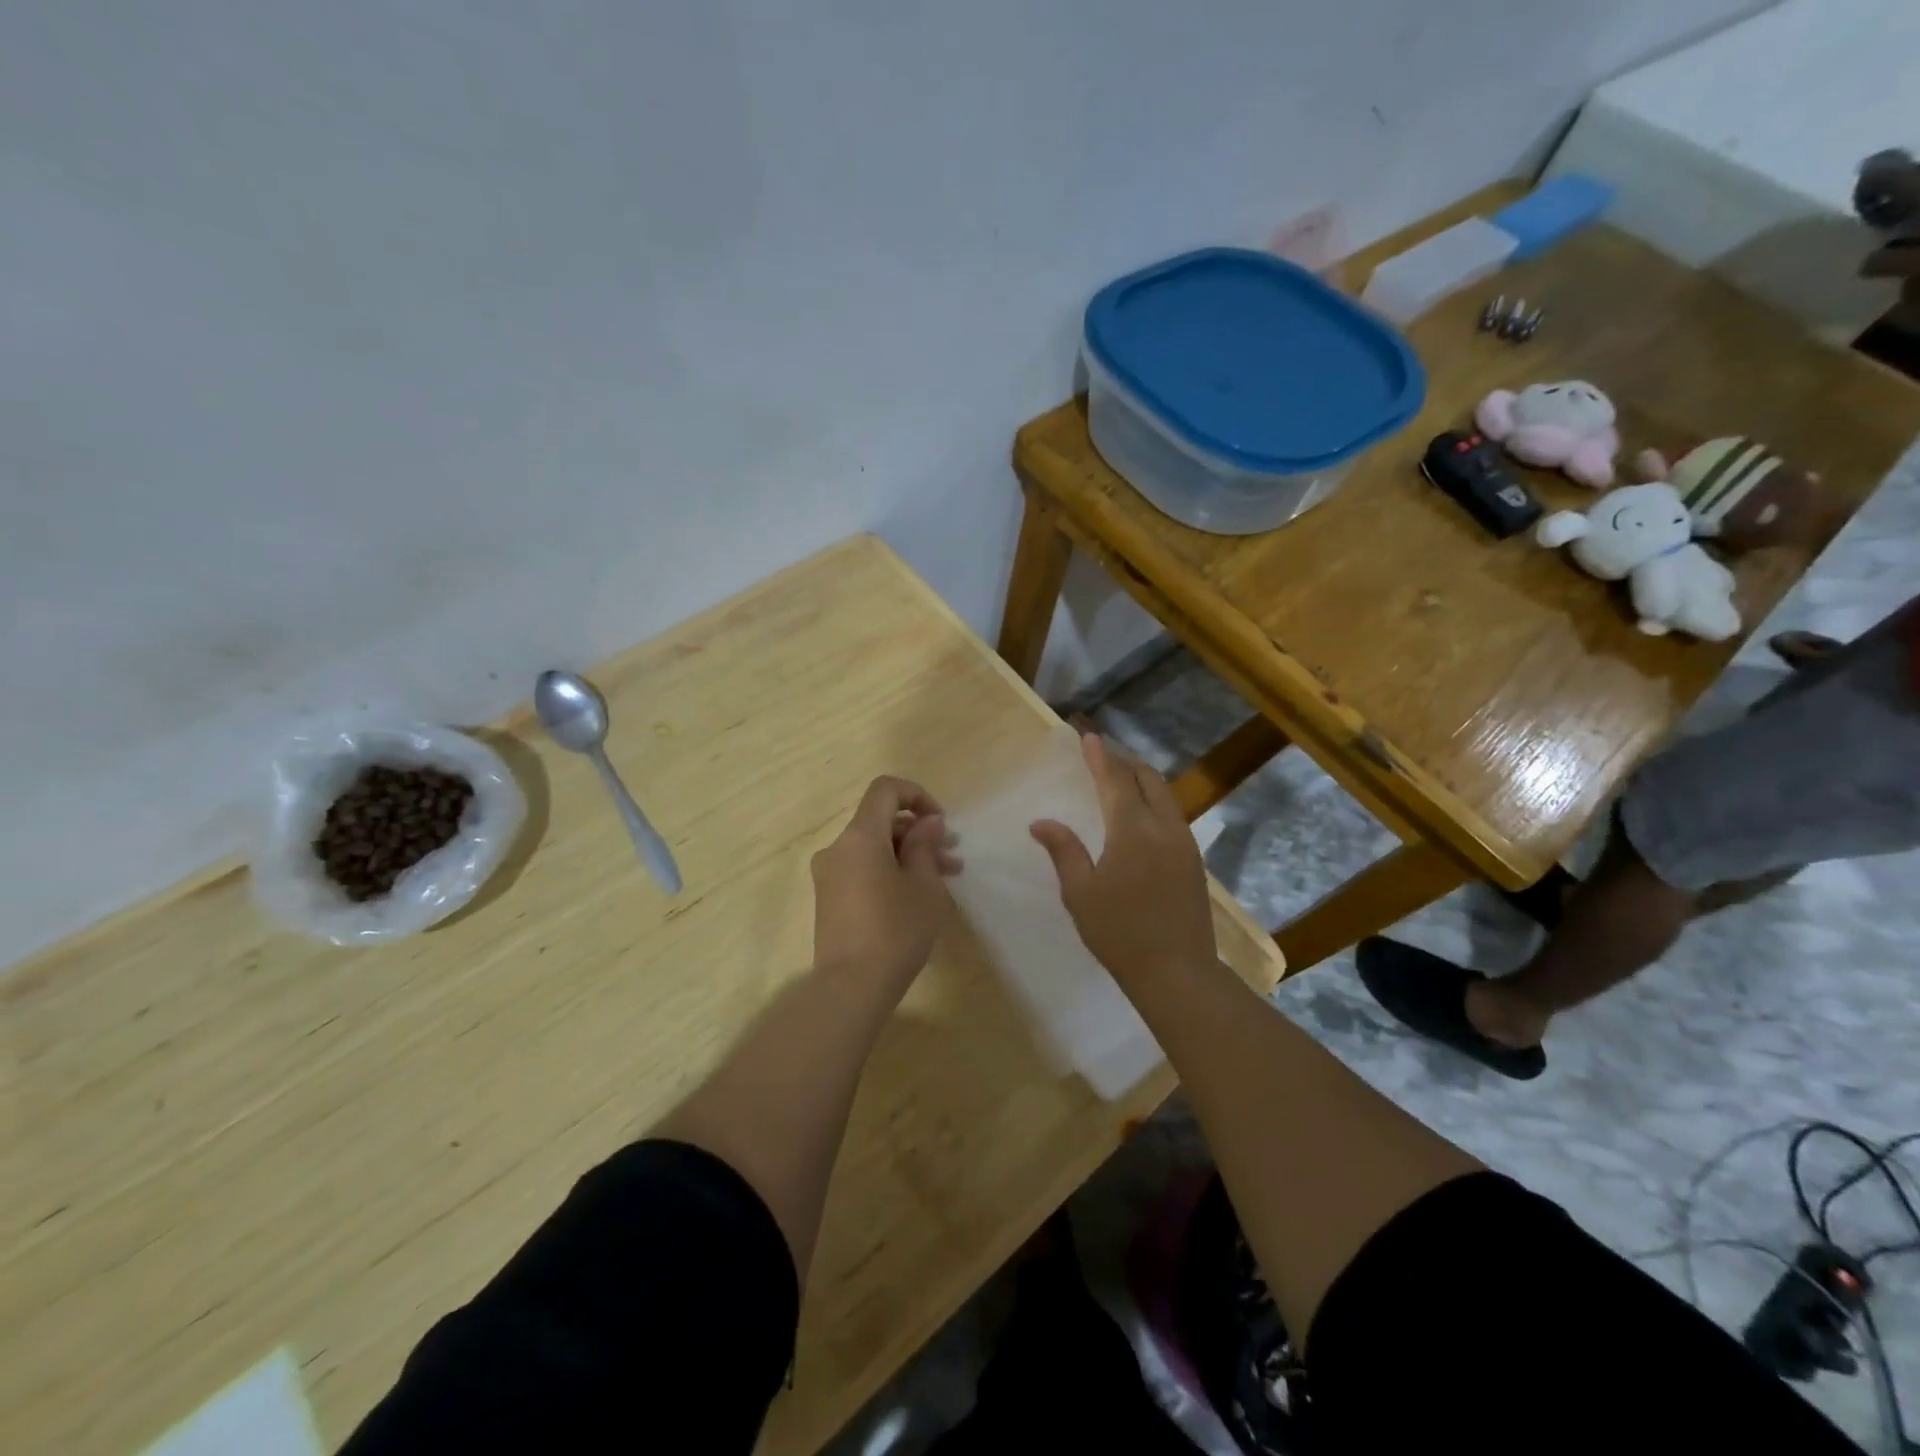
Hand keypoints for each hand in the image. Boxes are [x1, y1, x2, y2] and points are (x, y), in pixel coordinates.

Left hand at [811, 776, 960, 994]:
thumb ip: (925, 845)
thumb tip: (927, 822)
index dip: (917, 795)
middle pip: (881, 821)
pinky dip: (890, 871)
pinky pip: (863, 869)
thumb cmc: (895, 930)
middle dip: (919, 832)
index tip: (940, 823)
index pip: (885, 790)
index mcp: (860, 836)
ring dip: (909, 854)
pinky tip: (918, 895)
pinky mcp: (829, 898)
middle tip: (951, 854)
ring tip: (945, 876)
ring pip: (874, 848)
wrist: (851, 987)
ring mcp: (830, 874)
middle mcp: (838, 847)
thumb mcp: (924, 885)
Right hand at [1030, 734, 1215, 984]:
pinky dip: (1154, 801)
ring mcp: (1185, 843)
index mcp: (1133, 831)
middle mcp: (1164, 827)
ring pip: (1165, 796)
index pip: (1115, 780)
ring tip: (1120, 777)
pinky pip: (1172, 815)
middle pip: (1147, 779)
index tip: (1088, 736)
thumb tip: (1041, 822)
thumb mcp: (1080, 893)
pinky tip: (1141, 815)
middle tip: (1103, 753)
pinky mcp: (1194, 861)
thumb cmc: (1119, 933)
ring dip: (1142, 780)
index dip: (1100, 757)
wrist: (1177, 972)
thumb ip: (1064, 851)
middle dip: (1124, 761)